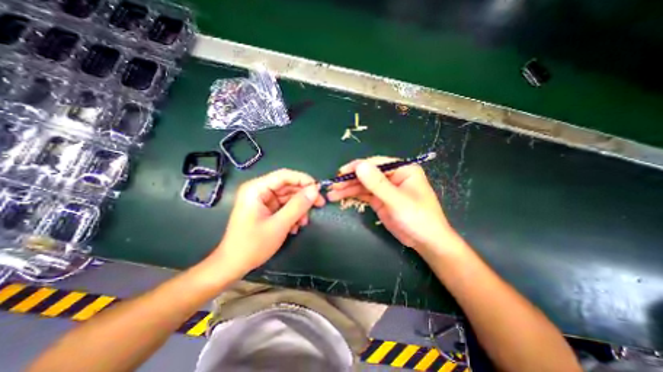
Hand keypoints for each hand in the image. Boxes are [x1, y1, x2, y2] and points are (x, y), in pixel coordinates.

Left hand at [209, 169, 324, 278]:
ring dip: (299, 208)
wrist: (233, 265)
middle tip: (319, 204)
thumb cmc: (252, 245)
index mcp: (257, 189)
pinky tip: (295, 227)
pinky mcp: (266, 209)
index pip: (284, 175)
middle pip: (288, 186)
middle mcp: (260, 190)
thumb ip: (298, 206)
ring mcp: (263, 200)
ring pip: (288, 197)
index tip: (319, 189)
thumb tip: (315, 190)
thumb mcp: (279, 225)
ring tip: (304, 222)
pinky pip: (285, 206)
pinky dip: (293, 214)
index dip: (304, 180)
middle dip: (304, 196)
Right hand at [327, 157, 455, 252]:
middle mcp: (392, 176)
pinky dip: (352, 195)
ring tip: (332, 193)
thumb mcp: (397, 201)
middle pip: (367, 174)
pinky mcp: (379, 200)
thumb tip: (359, 165)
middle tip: (333, 185)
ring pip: (363, 184)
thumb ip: (378, 184)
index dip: (358, 167)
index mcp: (402, 169)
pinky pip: (363, 194)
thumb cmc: (418, 218)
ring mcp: (385, 188)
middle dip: (350, 180)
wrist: (426, 242)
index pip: (376, 163)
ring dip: (347, 188)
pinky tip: (340, 197)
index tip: (341, 173)